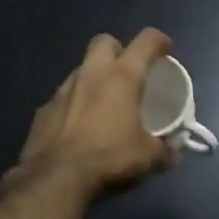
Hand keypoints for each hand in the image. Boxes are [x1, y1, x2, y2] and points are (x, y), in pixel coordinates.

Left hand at [2, 29, 176, 199]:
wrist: (56, 178)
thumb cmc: (109, 158)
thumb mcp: (147, 157)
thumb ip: (165, 150)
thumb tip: (174, 152)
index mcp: (122, 77)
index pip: (146, 41)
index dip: (159, 41)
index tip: (166, 51)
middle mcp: (91, 74)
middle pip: (104, 42)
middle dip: (118, 50)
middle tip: (128, 72)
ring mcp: (63, 90)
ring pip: (81, 69)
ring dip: (94, 78)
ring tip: (104, 102)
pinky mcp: (44, 109)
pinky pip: (64, 97)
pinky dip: (75, 104)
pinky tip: (79, 126)